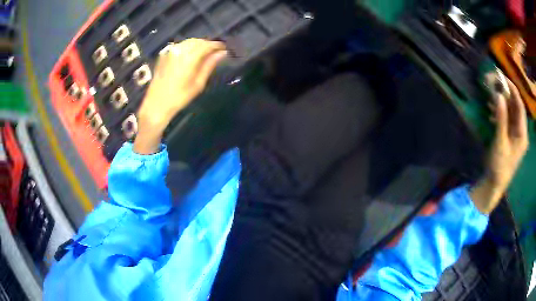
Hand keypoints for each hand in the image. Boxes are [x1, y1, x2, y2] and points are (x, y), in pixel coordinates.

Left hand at [134, 39, 226, 153]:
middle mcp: (179, 50)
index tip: (224, 49)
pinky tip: (190, 55)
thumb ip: (209, 65)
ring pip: (188, 42)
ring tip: (204, 53)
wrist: (156, 104)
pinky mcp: (164, 55)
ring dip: (198, 45)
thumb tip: (222, 53)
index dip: (217, 45)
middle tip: (215, 52)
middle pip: (198, 41)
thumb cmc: (179, 97)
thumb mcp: (198, 83)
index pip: (207, 45)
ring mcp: (170, 51)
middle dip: (208, 44)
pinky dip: (188, 47)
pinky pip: (180, 46)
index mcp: (189, 58)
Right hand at [471, 80, 528, 213]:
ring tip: (489, 94)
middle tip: (493, 81)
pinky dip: (499, 111)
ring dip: (501, 101)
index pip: (520, 105)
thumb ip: (501, 119)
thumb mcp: (500, 143)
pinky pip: (506, 118)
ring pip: (510, 111)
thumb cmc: (500, 166)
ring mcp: (515, 133)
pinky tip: (490, 109)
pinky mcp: (509, 136)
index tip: (501, 77)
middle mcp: (520, 131)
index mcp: (522, 134)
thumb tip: (498, 95)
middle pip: (515, 106)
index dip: (512, 89)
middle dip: (505, 93)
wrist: (494, 184)